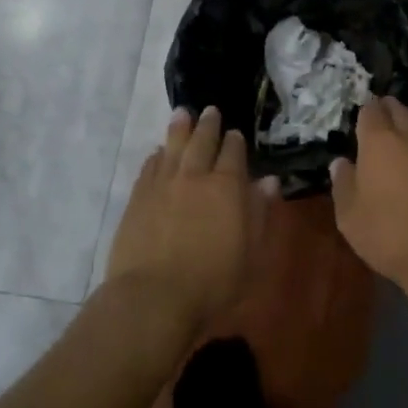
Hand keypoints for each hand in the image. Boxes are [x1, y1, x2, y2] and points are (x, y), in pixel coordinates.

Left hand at [106, 106, 274, 329]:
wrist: (154, 297)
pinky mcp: (138, 198)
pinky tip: (158, 152)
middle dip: (208, 125)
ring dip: (180, 128)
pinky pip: (150, 167)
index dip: (236, 141)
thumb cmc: (213, 281)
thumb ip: (260, 213)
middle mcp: (195, 176)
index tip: (236, 133)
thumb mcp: (252, 252)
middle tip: (210, 111)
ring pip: (173, 146)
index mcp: (227, 186)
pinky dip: (157, 155)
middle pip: (202, 141)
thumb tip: (269, 181)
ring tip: (182, 113)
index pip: (234, 153)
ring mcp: (163, 184)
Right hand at [330, 98, 407, 287]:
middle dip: (386, 110)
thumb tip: (340, 163)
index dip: (363, 113)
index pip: (370, 109)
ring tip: (402, 129)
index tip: (358, 123)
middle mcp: (407, 133)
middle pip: (397, 107)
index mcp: (377, 139)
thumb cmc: (386, 230)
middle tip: (377, 125)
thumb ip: (343, 183)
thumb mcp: (349, 214)